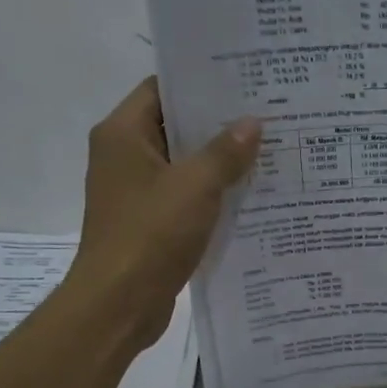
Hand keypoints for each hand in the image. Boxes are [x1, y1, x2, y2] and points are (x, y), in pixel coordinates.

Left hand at [75, 78, 260, 348]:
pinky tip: (251, 196)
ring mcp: (136, 192)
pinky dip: (212, 195)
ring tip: (267, 153)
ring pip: (183, 166)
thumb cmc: (150, 234)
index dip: (201, 84)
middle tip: (267, 116)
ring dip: (219, 163)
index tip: (244, 83)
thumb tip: (252, 122)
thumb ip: (225, 152)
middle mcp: (124, 156)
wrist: (118, 304)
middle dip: (219, 125)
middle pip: (175, 128)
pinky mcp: (149, 223)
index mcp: (123, 134)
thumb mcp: (195, 186)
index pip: (162, 89)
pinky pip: (185, 198)